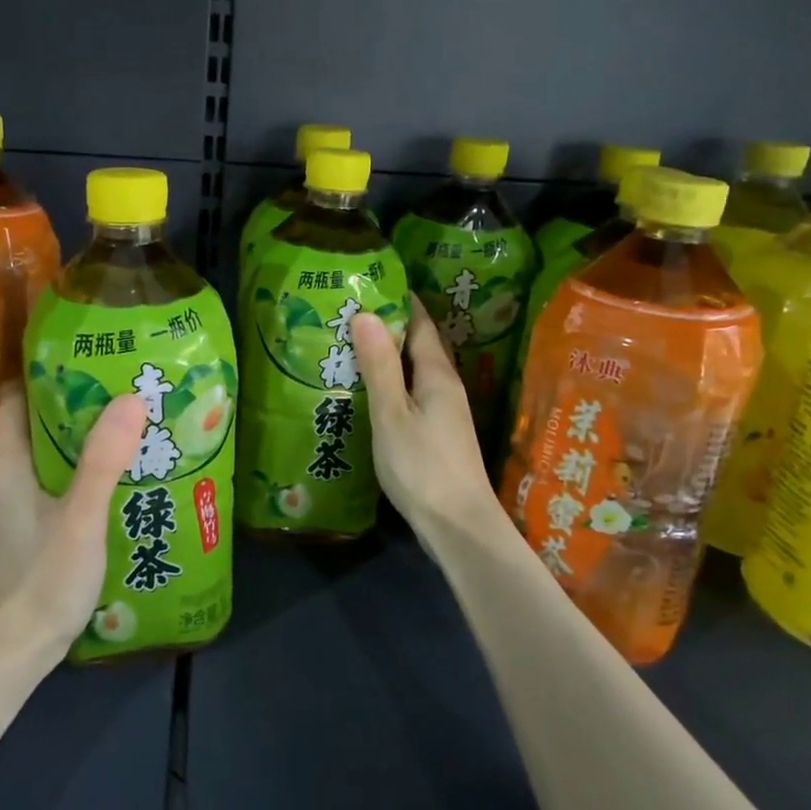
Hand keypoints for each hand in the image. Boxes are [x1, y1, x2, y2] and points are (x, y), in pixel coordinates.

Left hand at [0, 384, 149, 673]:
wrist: (8, 656)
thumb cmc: (41, 581)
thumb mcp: (80, 518)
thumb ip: (103, 460)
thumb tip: (130, 397)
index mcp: (6, 462)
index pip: (12, 395)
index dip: (44, 370)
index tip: (86, 356)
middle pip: (30, 421)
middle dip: (71, 402)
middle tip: (118, 387)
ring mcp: (6, 505)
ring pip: (40, 454)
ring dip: (74, 438)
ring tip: (121, 424)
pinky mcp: (18, 529)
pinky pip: (45, 481)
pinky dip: (71, 469)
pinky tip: (106, 477)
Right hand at [351, 296, 501, 539]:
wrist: (459, 526)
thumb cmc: (422, 467)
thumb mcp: (392, 414)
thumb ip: (379, 366)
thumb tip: (367, 313)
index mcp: (437, 375)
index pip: (420, 324)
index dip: (399, 301)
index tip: (371, 283)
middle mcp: (446, 388)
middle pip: (420, 346)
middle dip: (392, 326)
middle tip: (352, 312)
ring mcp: (445, 413)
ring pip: (416, 372)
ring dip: (391, 356)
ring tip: (354, 345)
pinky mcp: (439, 435)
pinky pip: (414, 393)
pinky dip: (393, 382)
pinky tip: (371, 391)